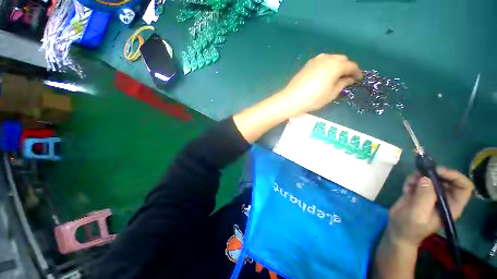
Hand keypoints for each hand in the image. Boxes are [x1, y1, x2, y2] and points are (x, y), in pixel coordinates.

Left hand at [275, 54, 362, 116]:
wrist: (291, 98)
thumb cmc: (313, 98)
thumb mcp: (331, 94)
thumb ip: (342, 84)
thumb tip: (349, 79)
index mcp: (335, 65)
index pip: (351, 66)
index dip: (357, 72)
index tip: (358, 79)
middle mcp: (326, 59)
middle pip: (342, 59)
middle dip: (347, 67)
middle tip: (347, 77)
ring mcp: (315, 60)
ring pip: (331, 58)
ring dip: (337, 65)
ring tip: (336, 75)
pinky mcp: (307, 64)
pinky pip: (322, 61)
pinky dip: (327, 65)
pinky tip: (325, 73)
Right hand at [385, 167, 473, 248]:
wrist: (398, 231)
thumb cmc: (410, 227)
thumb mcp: (418, 214)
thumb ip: (424, 197)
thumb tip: (425, 178)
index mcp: (451, 206)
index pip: (463, 186)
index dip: (454, 176)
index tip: (437, 172)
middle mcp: (444, 199)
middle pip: (447, 179)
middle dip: (434, 173)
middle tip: (420, 171)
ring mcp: (431, 195)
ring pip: (431, 177)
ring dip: (419, 176)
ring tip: (409, 183)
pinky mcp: (419, 193)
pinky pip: (418, 180)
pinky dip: (411, 180)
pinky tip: (405, 188)